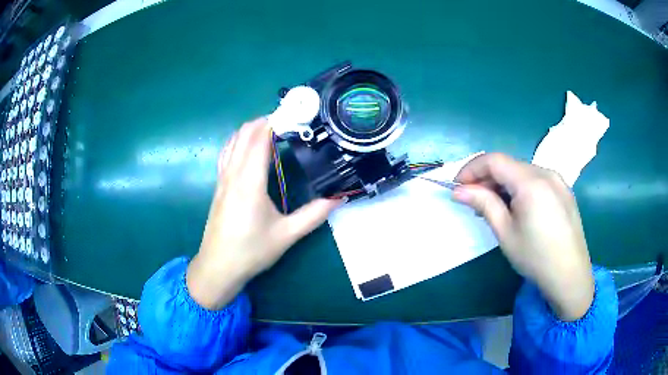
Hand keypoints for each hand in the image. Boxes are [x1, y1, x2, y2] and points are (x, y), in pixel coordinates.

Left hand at [187, 118, 340, 309]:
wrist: (218, 266)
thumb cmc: (251, 251)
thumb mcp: (287, 235)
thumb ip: (315, 214)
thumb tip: (340, 196)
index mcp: (249, 181)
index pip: (260, 138)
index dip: (277, 121)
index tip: (296, 114)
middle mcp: (233, 173)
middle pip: (245, 133)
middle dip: (266, 120)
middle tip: (291, 122)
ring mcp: (222, 178)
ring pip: (233, 140)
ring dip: (252, 129)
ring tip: (274, 130)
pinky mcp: (219, 185)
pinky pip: (227, 152)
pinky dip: (239, 140)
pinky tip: (251, 148)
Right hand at [452, 153, 593, 320]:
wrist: (570, 276)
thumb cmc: (535, 257)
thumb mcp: (505, 233)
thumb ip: (483, 204)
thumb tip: (459, 190)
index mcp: (531, 182)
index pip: (494, 160)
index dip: (472, 168)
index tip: (458, 187)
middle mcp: (546, 172)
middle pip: (509, 164)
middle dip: (487, 178)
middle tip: (474, 200)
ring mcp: (558, 180)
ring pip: (523, 172)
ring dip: (504, 183)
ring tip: (495, 207)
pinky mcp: (564, 190)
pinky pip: (537, 179)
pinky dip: (521, 187)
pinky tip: (518, 207)